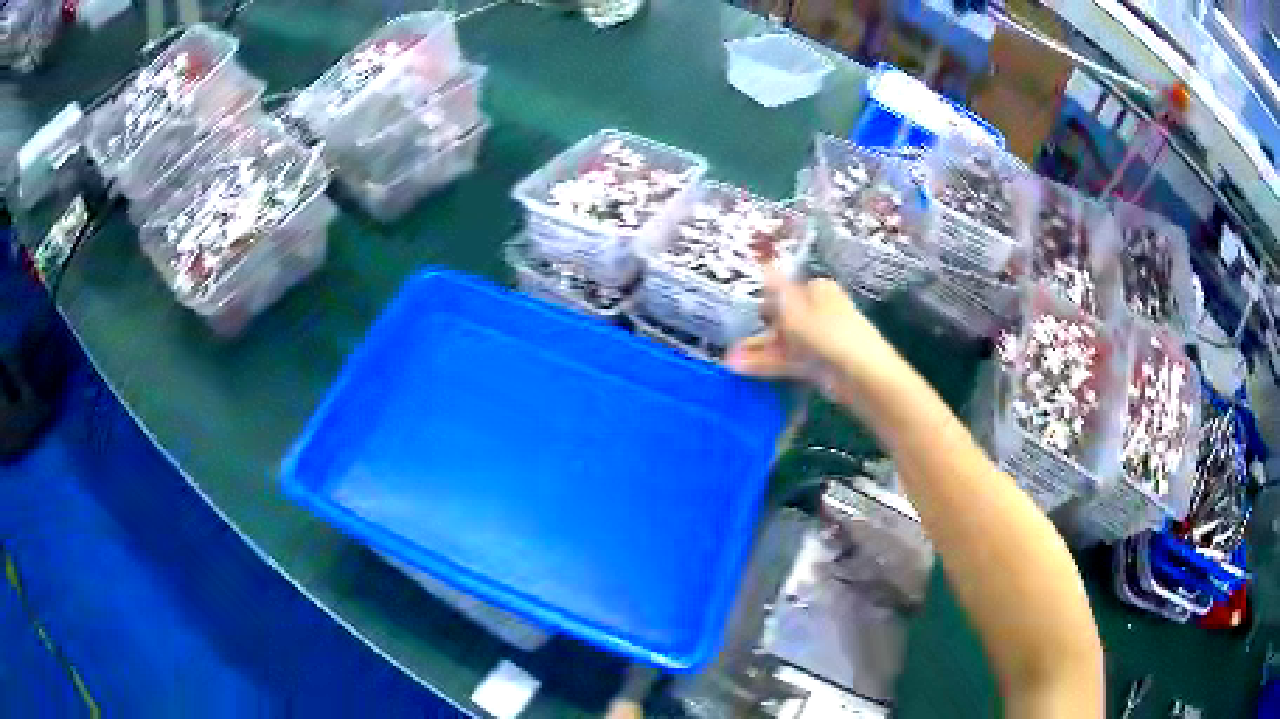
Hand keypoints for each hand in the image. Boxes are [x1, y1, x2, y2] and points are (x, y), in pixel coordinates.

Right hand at [726, 272, 897, 403]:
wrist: (861, 374)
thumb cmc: (827, 332)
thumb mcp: (795, 308)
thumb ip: (775, 289)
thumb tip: (764, 264)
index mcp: (818, 290)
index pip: (787, 290)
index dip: (765, 301)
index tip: (744, 314)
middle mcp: (820, 312)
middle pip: (784, 319)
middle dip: (758, 331)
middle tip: (732, 343)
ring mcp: (820, 340)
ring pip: (784, 342)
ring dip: (758, 349)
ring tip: (730, 360)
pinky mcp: (819, 365)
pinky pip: (789, 360)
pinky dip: (768, 363)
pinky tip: (743, 369)